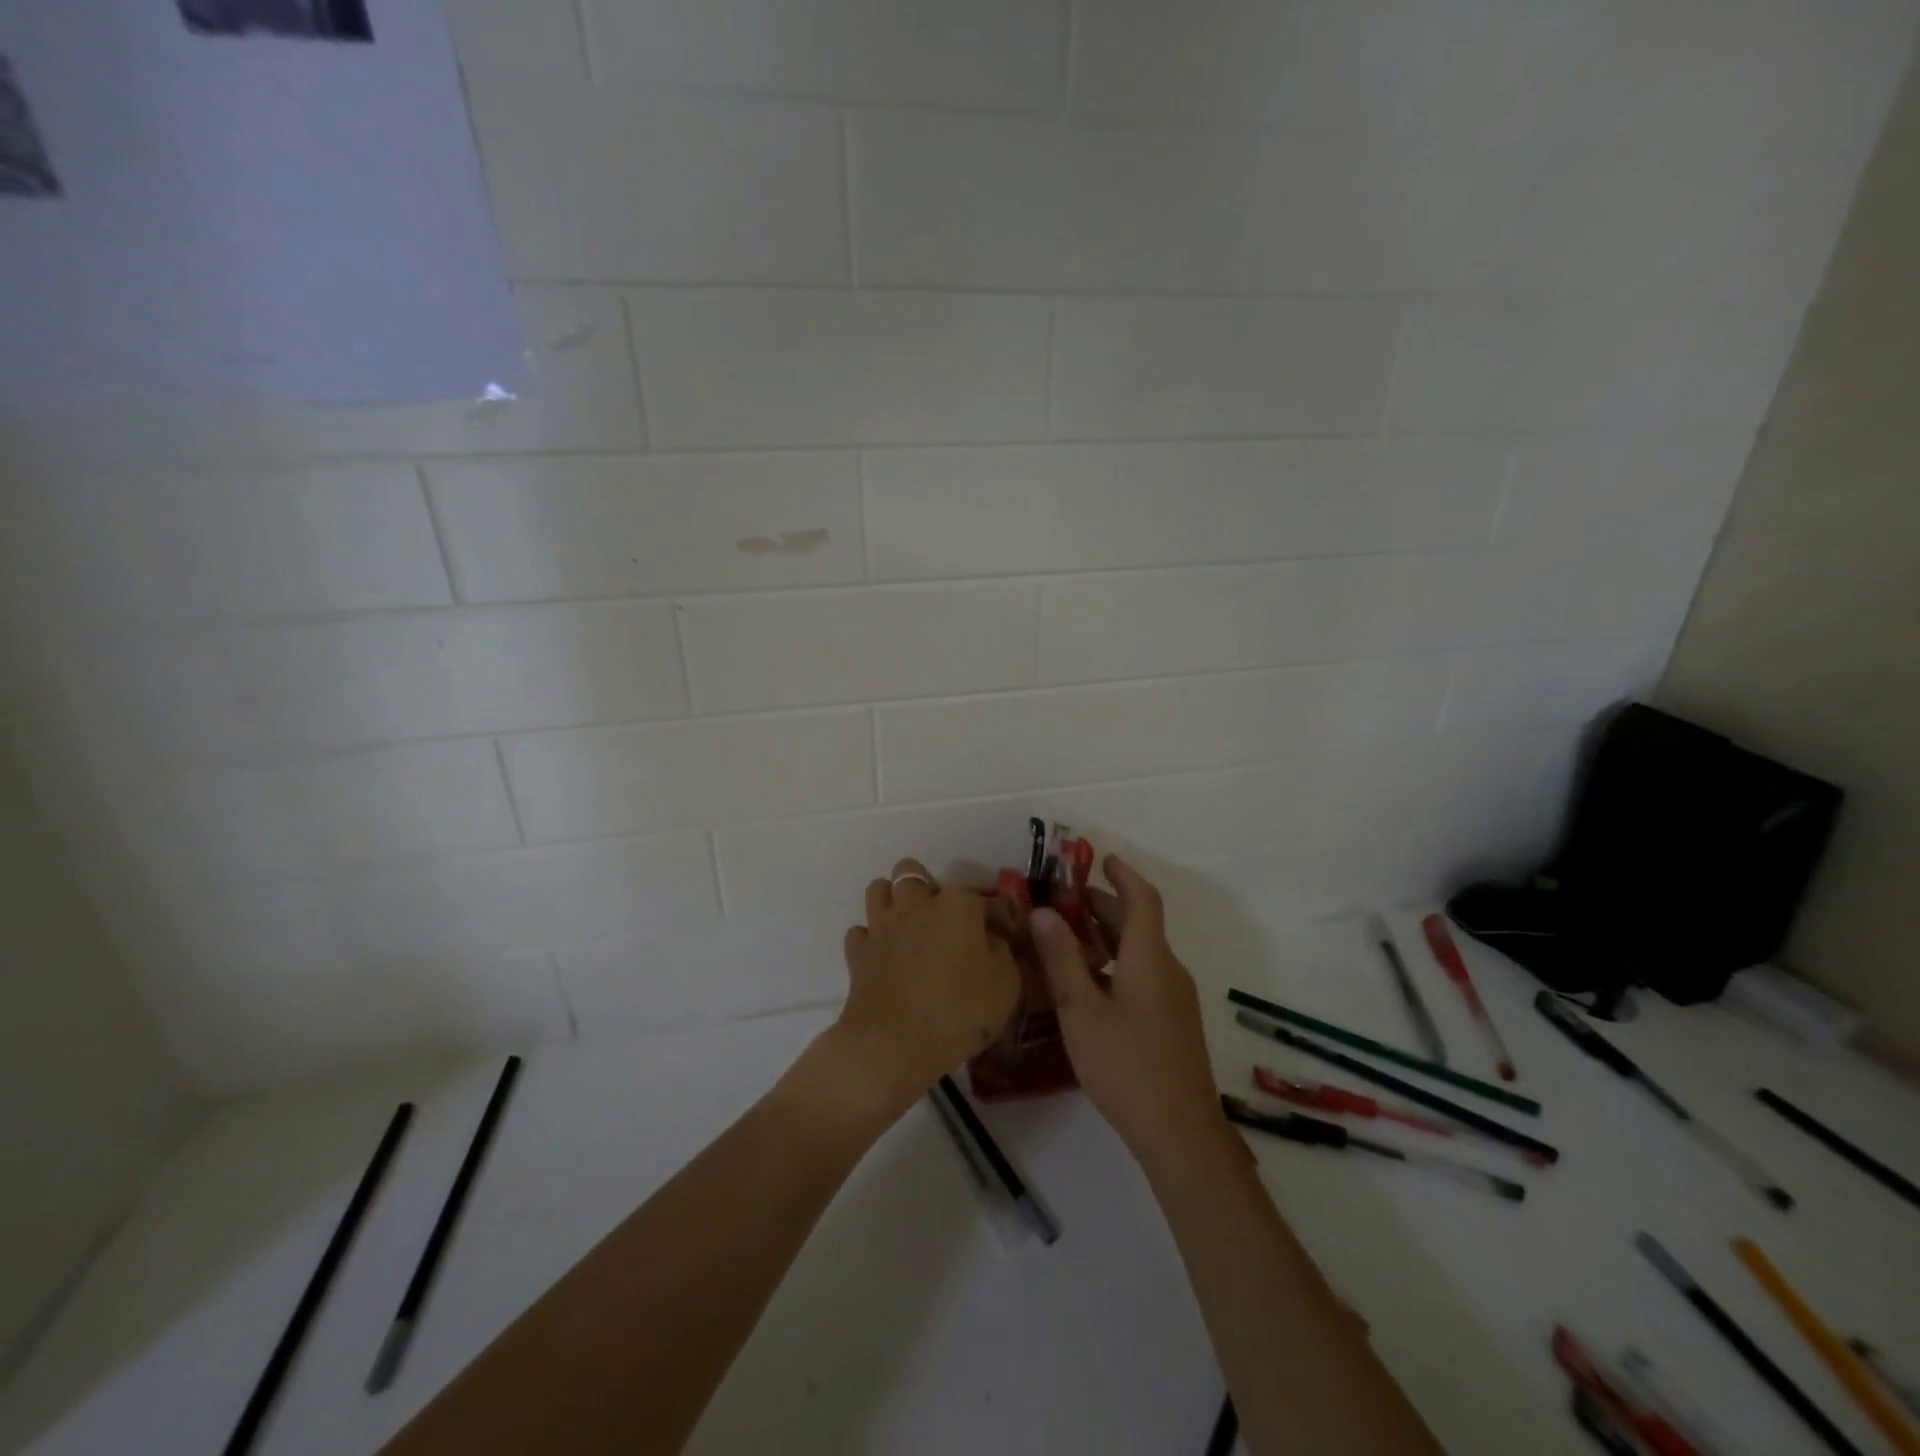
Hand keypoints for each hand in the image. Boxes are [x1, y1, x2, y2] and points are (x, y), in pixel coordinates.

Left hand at [826, 858, 1021, 1120]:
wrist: (893, 1045)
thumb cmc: (958, 1012)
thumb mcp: (1006, 985)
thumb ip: (1002, 952)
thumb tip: (991, 939)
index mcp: (958, 905)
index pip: (982, 897)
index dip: (995, 916)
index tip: (1002, 937)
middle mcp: (917, 904)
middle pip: (912, 871)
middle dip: (926, 886)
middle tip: (941, 919)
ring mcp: (882, 925)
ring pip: (878, 889)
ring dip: (892, 902)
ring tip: (908, 927)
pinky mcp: (858, 951)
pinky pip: (861, 932)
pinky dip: (871, 940)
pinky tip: (884, 956)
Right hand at [1030, 856, 1225, 1168]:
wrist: (1181, 1134)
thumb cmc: (1126, 1066)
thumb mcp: (1082, 1010)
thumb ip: (1061, 958)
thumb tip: (1042, 911)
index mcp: (1150, 958)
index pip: (1143, 899)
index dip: (1122, 874)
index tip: (1100, 858)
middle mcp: (1168, 969)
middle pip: (1140, 923)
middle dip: (1104, 905)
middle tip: (1065, 899)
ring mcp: (1174, 998)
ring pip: (1141, 951)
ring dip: (1108, 935)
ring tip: (1068, 935)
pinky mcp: (1173, 1022)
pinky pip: (1144, 974)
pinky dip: (1116, 962)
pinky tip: (1089, 983)